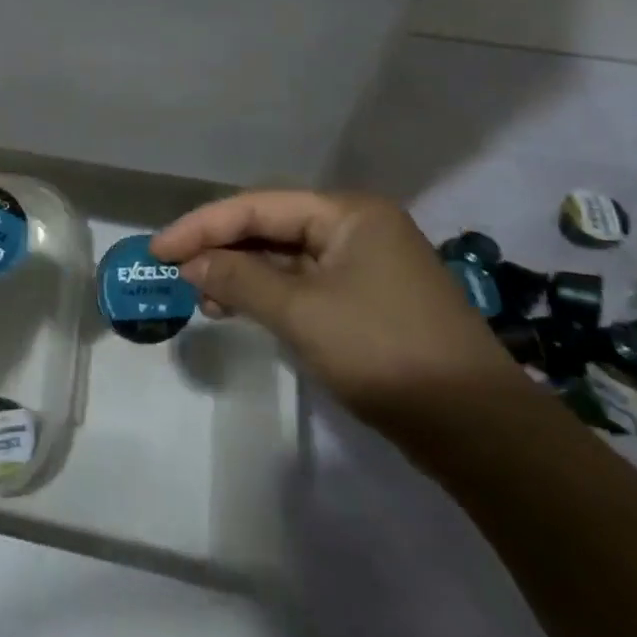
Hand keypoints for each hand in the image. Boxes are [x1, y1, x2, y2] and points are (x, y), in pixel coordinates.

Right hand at [150, 190, 526, 427]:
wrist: (478, 429)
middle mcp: (356, 226)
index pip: (257, 206)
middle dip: (221, 249)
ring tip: (202, 298)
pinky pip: (304, 283)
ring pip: (285, 257)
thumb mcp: (302, 312)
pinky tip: (240, 309)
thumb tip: (190, 263)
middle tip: (175, 272)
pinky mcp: (367, 299)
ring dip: (242, 273)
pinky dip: (269, 294)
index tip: (158, 250)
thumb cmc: (384, 352)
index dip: (202, 226)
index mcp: (347, 212)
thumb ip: (240, 279)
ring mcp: (365, 264)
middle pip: (270, 226)